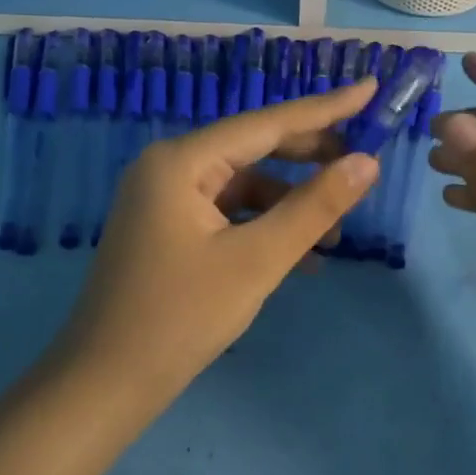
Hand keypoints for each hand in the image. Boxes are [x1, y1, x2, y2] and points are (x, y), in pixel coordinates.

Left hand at [0, 80, 380, 474]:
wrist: (105, 386)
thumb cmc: (181, 317)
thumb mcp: (257, 260)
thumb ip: (314, 207)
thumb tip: (367, 163)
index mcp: (181, 161)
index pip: (267, 122)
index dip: (326, 108)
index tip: (371, 88)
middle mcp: (169, 168)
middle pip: (254, 148)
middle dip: (310, 159)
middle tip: (363, 164)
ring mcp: (165, 199)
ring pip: (244, 185)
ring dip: (290, 204)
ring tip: (335, 233)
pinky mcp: (168, 229)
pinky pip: (227, 213)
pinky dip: (263, 227)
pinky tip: (299, 258)